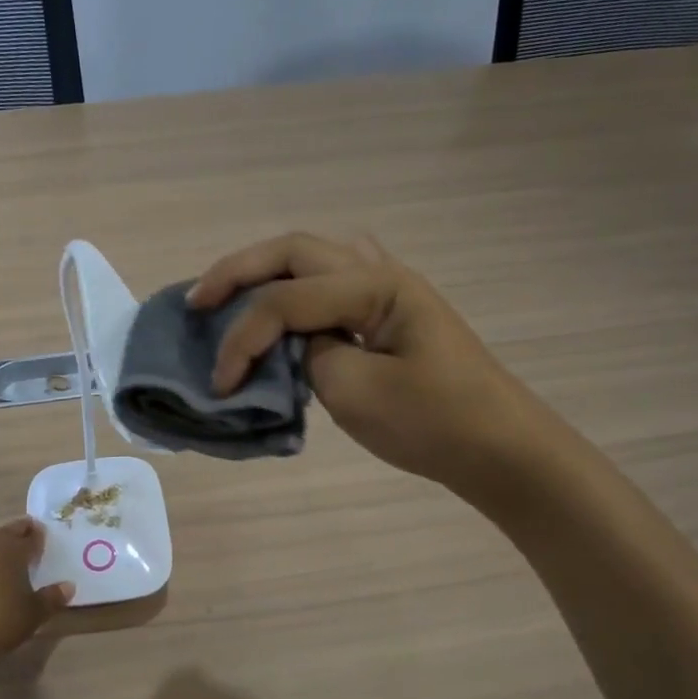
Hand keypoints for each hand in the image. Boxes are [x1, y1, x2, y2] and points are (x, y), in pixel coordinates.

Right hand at [187, 233, 553, 502]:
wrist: (499, 448)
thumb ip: (308, 356)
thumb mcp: (356, 393)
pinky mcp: (389, 313)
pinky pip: (330, 282)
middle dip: (237, 271)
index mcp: (374, 287)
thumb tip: (290, 343)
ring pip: (312, 258)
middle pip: (293, 251)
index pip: (286, 300)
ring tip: (228, 296)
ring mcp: (388, 289)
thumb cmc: (434, 423)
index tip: (219, 384)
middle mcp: (379, 272)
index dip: (242, 338)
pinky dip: (294, 287)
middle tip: (197, 301)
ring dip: (265, 271)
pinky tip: (281, 305)